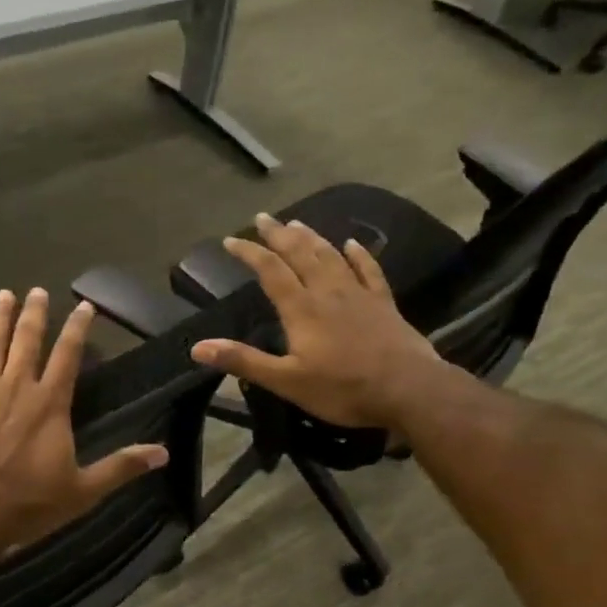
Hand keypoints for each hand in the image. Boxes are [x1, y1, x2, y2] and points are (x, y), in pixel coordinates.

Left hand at [0, 288, 168, 550]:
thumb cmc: (26, 504)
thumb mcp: (82, 491)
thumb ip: (120, 467)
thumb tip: (162, 453)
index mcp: (50, 403)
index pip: (68, 355)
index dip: (77, 328)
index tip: (84, 305)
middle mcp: (16, 386)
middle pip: (27, 340)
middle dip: (34, 313)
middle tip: (36, 290)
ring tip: (2, 295)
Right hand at [189, 213, 447, 430]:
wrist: (409, 390)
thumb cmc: (343, 389)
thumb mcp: (286, 381)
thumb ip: (243, 360)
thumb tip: (198, 347)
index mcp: (302, 309)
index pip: (270, 271)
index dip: (250, 253)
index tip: (231, 240)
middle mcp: (328, 292)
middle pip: (301, 254)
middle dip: (279, 234)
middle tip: (263, 217)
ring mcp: (359, 295)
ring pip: (331, 256)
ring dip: (311, 238)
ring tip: (297, 221)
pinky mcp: (383, 304)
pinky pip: (369, 270)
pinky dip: (358, 255)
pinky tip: (352, 243)